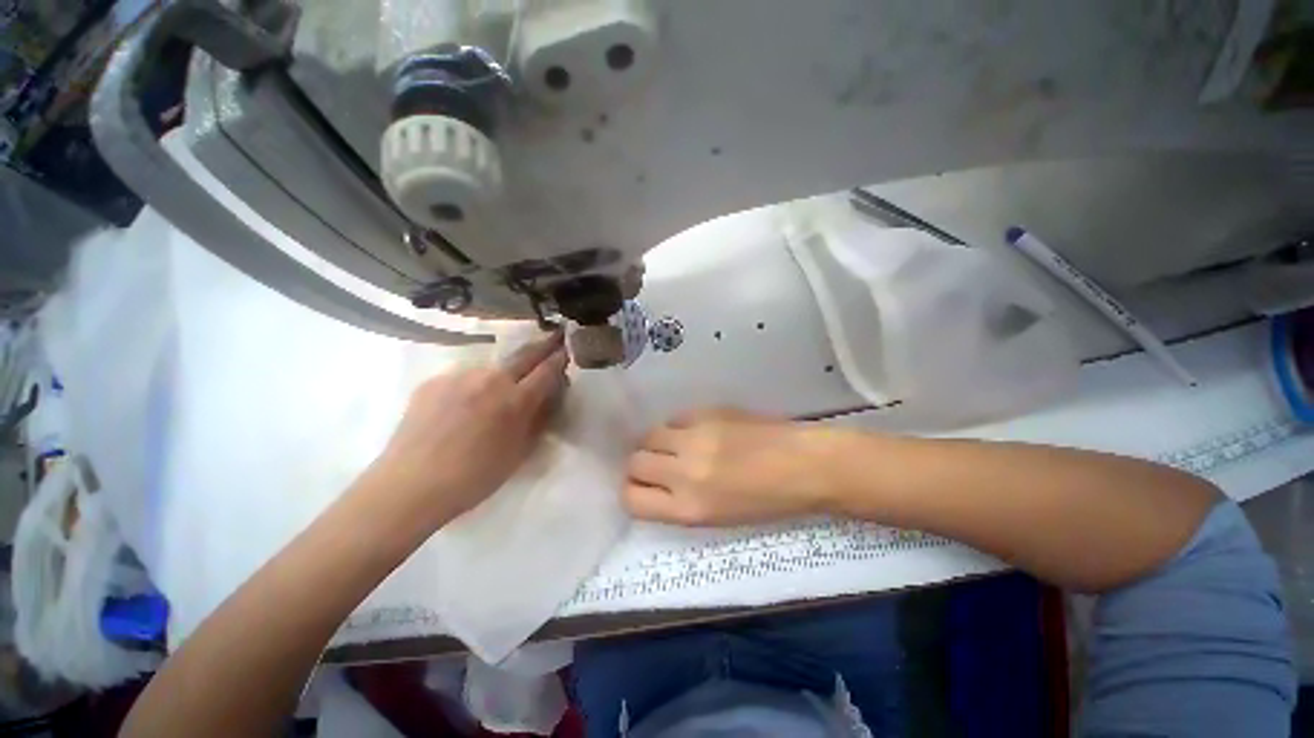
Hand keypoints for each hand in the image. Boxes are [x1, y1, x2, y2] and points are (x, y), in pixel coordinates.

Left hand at [366, 331, 568, 528]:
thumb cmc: (476, 476)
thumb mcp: (520, 452)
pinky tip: (464, 405)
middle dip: (543, 345)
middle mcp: (491, 379)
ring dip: (504, 372)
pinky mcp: (434, 380)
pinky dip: (473, 385)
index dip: (560, 358)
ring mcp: (460, 376)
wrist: (411, 485)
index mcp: (516, 400)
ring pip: (492, 367)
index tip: (568, 348)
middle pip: (524, 354)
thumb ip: (539, 418)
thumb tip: (549, 396)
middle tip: (555, 334)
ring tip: (498, 390)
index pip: (547, 370)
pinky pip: (464, 377)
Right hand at [623, 408, 835, 525]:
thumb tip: (654, 483)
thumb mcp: (717, 518)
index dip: (631, 492)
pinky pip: (674, 419)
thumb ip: (678, 502)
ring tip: (674, 446)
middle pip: (634, 463)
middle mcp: (685, 472)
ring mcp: (695, 437)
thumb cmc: (766, 502)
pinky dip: (677, 427)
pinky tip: (695, 433)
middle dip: (640, 466)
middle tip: (656, 465)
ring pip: (649, 435)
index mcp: (689, 508)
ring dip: (654, 443)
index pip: (632, 499)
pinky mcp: (707, 412)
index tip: (641, 487)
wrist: (803, 465)